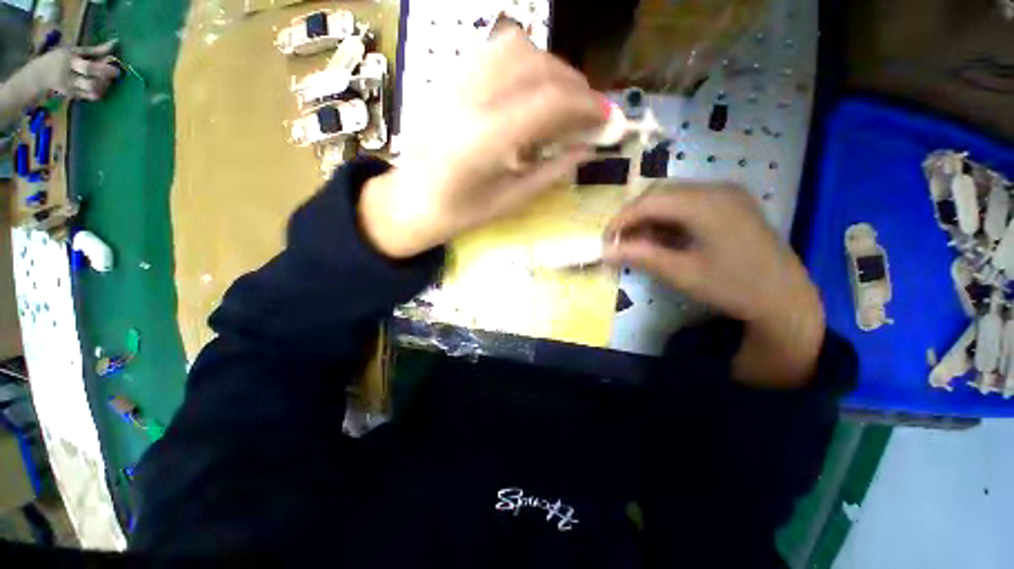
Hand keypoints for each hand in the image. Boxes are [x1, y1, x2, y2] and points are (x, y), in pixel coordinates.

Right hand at [31, 41, 120, 100]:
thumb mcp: (73, 50)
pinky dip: (99, 92)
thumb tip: (114, 44)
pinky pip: (90, 96)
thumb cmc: (60, 59)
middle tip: (115, 72)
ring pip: (92, 88)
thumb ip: (93, 51)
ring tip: (108, 80)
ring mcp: (71, 86)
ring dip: (103, 85)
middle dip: (105, 74)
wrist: (39, 75)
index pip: (87, 63)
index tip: (114, 64)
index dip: (103, 66)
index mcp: (70, 58)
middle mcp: (70, 73)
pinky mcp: (72, 95)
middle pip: (90, 76)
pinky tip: (101, 87)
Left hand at [359, 27, 606, 257]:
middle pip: (537, 66)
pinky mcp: (451, 80)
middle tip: (590, 114)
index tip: (608, 120)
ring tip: (563, 102)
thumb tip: (587, 150)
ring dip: (551, 70)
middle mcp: (470, 101)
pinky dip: (526, 64)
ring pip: (517, 48)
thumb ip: (550, 173)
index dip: (587, 106)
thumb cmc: (458, 213)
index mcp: (483, 141)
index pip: (548, 102)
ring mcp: (456, 84)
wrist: (410, 200)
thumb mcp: (508, 202)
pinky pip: (495, 52)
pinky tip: (531, 92)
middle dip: (575, 86)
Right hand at [603, 185, 825, 387]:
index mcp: (706, 204)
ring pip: (671, 197)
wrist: (785, 297)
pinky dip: (668, 219)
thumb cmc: (733, 287)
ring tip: (639, 243)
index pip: (648, 202)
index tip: (605, 242)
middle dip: (633, 218)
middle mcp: (716, 188)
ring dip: (649, 218)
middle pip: (658, 194)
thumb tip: (605, 252)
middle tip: (620, 244)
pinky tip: (663, 238)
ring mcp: (726, 193)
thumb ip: (640, 257)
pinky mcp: (729, 202)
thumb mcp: (681, 274)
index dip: (621, 220)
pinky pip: (687, 203)